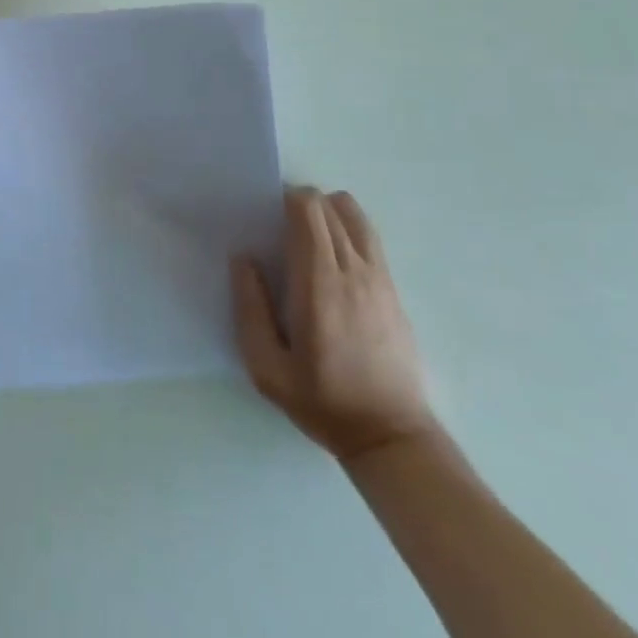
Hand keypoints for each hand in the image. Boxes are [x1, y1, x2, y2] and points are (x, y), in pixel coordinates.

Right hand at [232, 186, 435, 463]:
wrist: (391, 436)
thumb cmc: (322, 401)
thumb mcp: (267, 368)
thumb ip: (249, 309)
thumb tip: (243, 259)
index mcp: (319, 282)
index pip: (309, 210)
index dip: (286, 200)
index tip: (268, 218)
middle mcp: (353, 270)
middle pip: (330, 205)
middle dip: (302, 204)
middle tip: (280, 229)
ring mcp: (380, 278)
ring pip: (354, 215)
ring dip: (328, 212)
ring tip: (309, 239)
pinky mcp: (394, 289)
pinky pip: (369, 237)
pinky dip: (348, 230)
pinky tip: (333, 260)